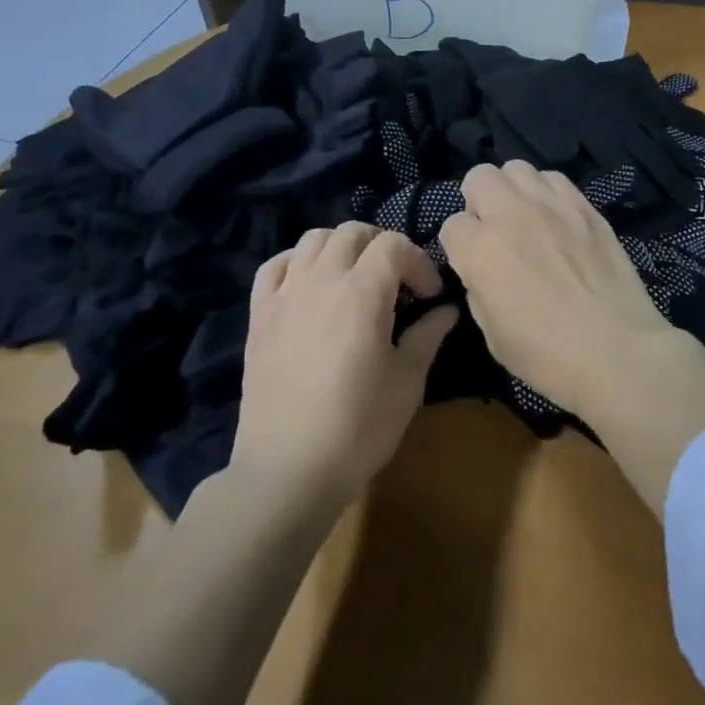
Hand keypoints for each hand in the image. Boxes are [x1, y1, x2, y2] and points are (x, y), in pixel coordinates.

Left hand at [233, 222, 456, 507]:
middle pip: (353, 232)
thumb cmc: (358, 428)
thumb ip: (428, 335)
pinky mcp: (259, 315)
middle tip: (398, 280)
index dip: (419, 262)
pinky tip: (310, 283)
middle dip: (384, 246)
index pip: (394, 245)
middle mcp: (321, 280)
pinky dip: (297, 262)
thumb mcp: (407, 383)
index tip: (430, 296)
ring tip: (356, 277)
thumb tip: (446, 310)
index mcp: (362, 293)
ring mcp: (285, 295)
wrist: (286, 473)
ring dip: (342, 247)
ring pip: (313, 239)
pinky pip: (275, 266)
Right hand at [438, 160, 677, 420]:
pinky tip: (556, 219)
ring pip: (517, 168)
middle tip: (493, 230)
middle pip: (479, 177)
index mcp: (481, 249)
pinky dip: (547, 192)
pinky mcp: (585, 206)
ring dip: (512, 190)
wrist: (617, 350)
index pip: (452, 225)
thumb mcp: (492, 333)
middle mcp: (512, 215)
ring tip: (524, 218)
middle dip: (478, 201)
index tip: (473, 264)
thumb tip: (483, 269)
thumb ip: (479, 287)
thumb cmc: (547, 355)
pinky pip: (555, 179)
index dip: (460, 246)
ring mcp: (552, 205)